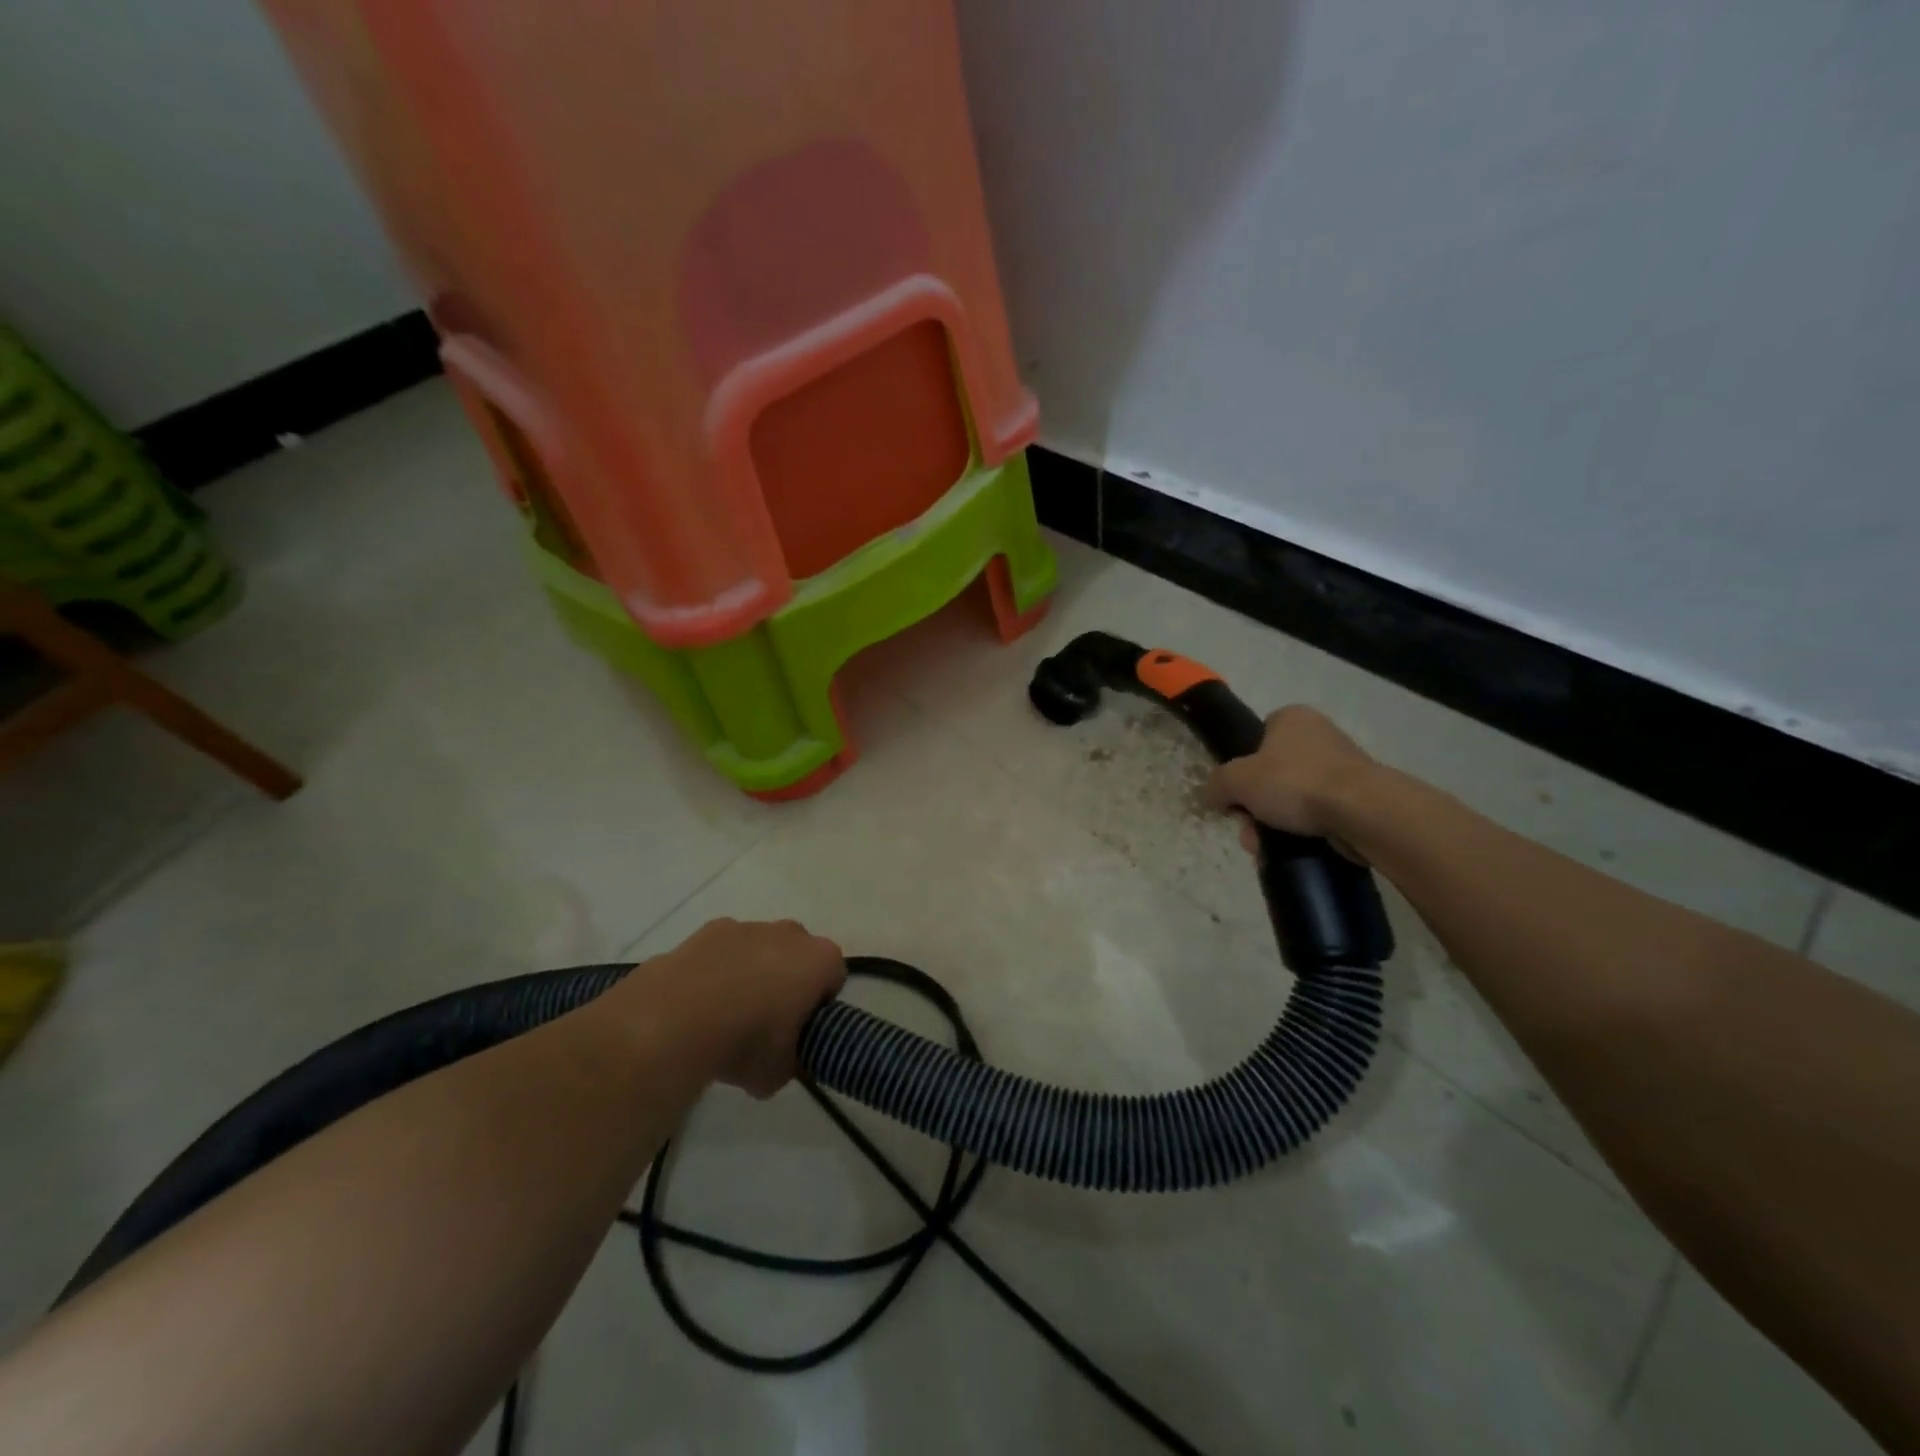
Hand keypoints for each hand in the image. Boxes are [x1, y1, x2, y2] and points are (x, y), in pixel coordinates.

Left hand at [643, 918, 845, 1096]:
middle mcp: (790, 933)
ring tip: (725, 1016)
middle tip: (766, 1024)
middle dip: (788, 982)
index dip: (819, 1007)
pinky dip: (717, 970)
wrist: (674, 1020)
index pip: (834, 978)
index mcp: (819, 960)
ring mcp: (748, 926)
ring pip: (760, 949)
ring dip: (751, 973)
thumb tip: (782, 1058)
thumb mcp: (780, 1072)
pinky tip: (697, 1003)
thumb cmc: (745, 1042)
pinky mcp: (708, 929)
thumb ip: (792, 1060)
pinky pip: (723, 951)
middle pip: (798, 956)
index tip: (800, 1032)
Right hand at [1202, 706, 1376, 857]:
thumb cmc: (1295, 782)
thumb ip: (1217, 784)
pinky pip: (1320, 814)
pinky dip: (1304, 831)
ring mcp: (1343, 766)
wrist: (1362, 811)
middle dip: (1256, 806)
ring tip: (1267, 848)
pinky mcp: (1360, 797)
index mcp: (1292, 718)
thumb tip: (1213, 796)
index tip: (1238, 794)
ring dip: (1275, 824)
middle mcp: (1320, 735)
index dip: (1242, 768)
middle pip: (1272, 774)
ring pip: (1294, 798)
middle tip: (1249, 829)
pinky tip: (1293, 849)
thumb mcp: (1236, 780)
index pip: (1257, 738)